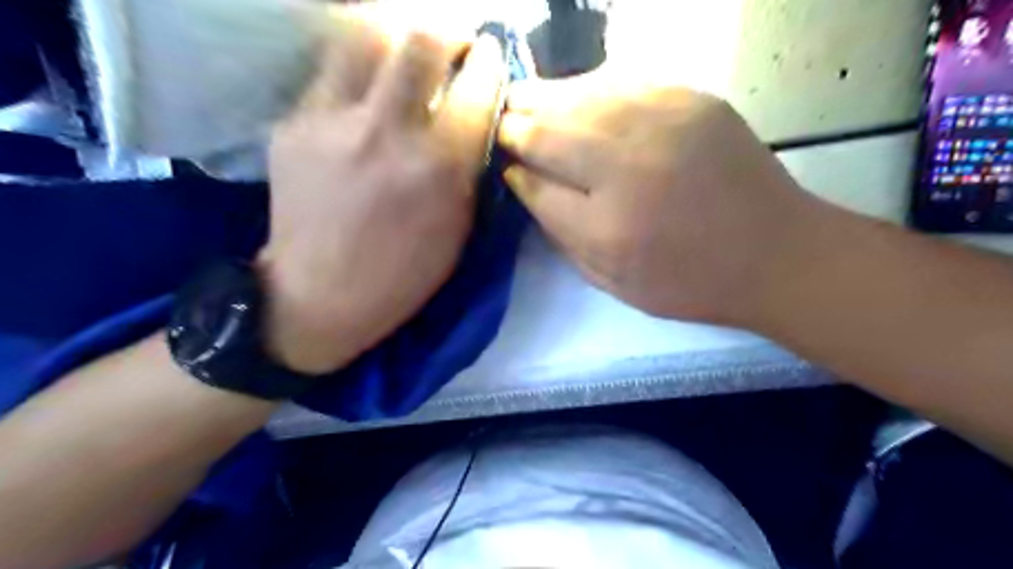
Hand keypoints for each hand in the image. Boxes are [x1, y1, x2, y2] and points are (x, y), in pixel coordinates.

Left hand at [260, 33, 505, 373]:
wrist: (319, 295)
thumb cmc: (403, 274)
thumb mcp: (458, 229)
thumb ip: (469, 168)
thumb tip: (475, 117)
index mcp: (437, 168)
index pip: (475, 87)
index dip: (490, 59)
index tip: (491, 51)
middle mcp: (386, 132)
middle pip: (419, 38)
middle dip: (447, 28)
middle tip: (454, 41)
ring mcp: (331, 122)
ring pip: (365, 34)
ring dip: (397, 34)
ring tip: (407, 51)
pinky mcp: (293, 123)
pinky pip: (332, 73)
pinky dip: (359, 72)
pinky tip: (367, 93)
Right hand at [498, 76, 821, 325]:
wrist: (775, 254)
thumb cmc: (688, 282)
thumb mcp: (612, 281)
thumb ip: (562, 234)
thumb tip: (525, 182)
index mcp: (608, 228)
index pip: (535, 183)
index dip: (512, 168)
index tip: (502, 162)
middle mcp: (629, 168)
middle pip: (548, 130)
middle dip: (515, 123)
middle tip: (501, 121)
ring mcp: (662, 124)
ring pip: (579, 96)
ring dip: (544, 98)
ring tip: (525, 100)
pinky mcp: (691, 99)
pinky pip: (620, 82)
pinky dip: (589, 88)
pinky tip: (577, 97)